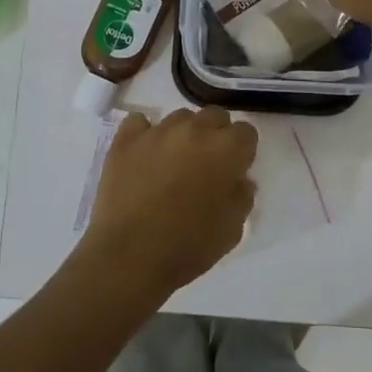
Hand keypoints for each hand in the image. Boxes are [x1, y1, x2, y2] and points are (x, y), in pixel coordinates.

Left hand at [80, 108, 257, 297]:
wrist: (130, 255)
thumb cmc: (189, 245)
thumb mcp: (232, 229)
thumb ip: (242, 196)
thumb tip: (239, 179)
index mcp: (226, 150)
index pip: (246, 132)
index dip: (242, 152)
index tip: (234, 171)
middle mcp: (194, 130)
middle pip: (214, 116)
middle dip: (216, 136)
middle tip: (207, 166)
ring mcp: (157, 132)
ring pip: (179, 118)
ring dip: (183, 135)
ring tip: (173, 163)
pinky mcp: (125, 141)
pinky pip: (139, 122)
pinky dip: (145, 134)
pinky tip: (144, 155)